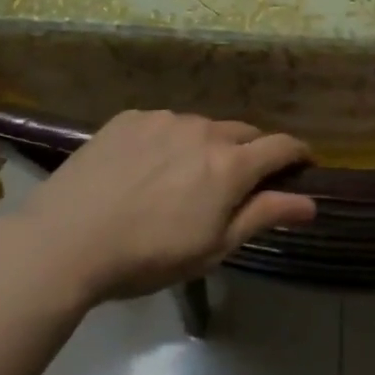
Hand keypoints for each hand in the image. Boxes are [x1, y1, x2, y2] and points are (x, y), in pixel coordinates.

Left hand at [8, 111, 314, 302]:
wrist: (64, 242)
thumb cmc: (148, 256)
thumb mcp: (213, 248)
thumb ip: (264, 216)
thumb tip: (311, 203)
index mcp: (231, 165)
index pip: (281, 146)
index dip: (297, 154)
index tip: (301, 164)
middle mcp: (205, 131)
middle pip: (244, 132)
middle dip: (250, 152)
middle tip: (234, 183)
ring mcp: (165, 119)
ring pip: (202, 127)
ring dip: (206, 146)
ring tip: (181, 177)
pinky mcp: (130, 118)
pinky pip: (164, 123)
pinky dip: (168, 140)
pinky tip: (145, 168)